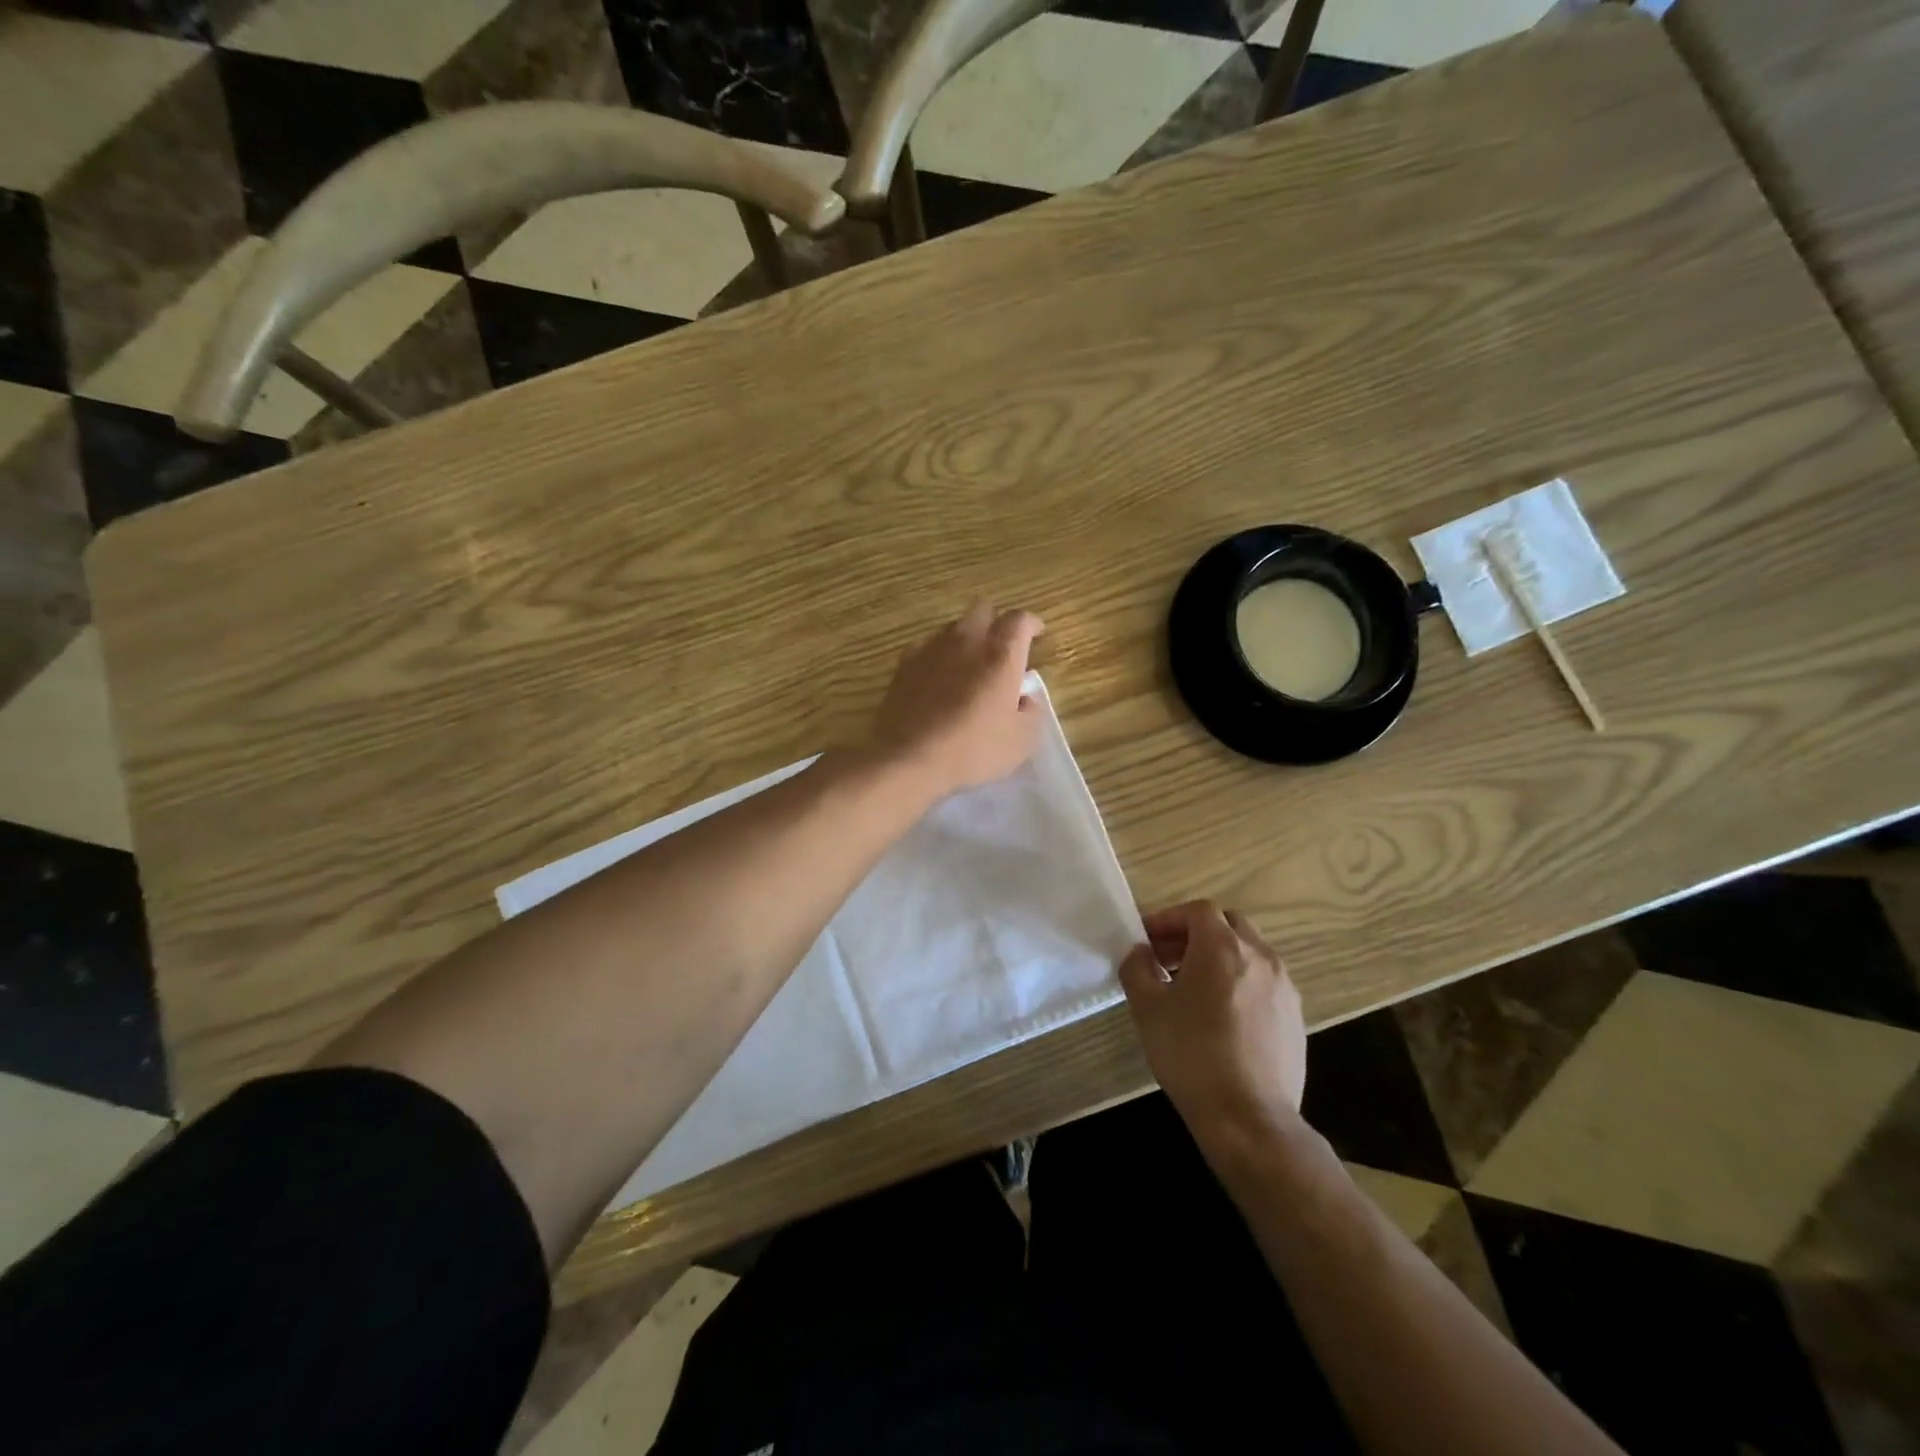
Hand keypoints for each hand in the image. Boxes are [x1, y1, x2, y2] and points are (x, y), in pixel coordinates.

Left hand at [870, 604, 1044, 798]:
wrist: (908, 758)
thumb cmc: (973, 750)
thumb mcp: (1022, 740)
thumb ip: (1032, 711)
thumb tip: (1025, 698)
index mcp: (1001, 655)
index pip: (1020, 620)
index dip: (1031, 624)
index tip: (1037, 634)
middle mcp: (967, 641)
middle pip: (984, 609)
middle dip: (997, 622)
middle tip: (1003, 647)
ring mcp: (931, 648)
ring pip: (954, 626)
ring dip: (967, 637)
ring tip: (970, 664)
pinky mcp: (904, 663)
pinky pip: (927, 645)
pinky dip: (939, 654)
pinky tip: (938, 676)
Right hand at [1119, 901, 1307, 1146]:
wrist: (1249, 1119)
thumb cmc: (1191, 1055)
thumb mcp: (1147, 1009)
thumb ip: (1137, 968)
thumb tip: (1139, 952)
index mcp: (1223, 947)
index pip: (1198, 911)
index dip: (1169, 919)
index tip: (1147, 940)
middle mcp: (1260, 957)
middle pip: (1228, 925)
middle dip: (1196, 934)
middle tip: (1168, 959)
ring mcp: (1284, 987)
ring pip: (1249, 953)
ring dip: (1219, 958)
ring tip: (1193, 990)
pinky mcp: (1296, 1017)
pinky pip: (1264, 982)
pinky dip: (1240, 982)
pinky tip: (1222, 1017)